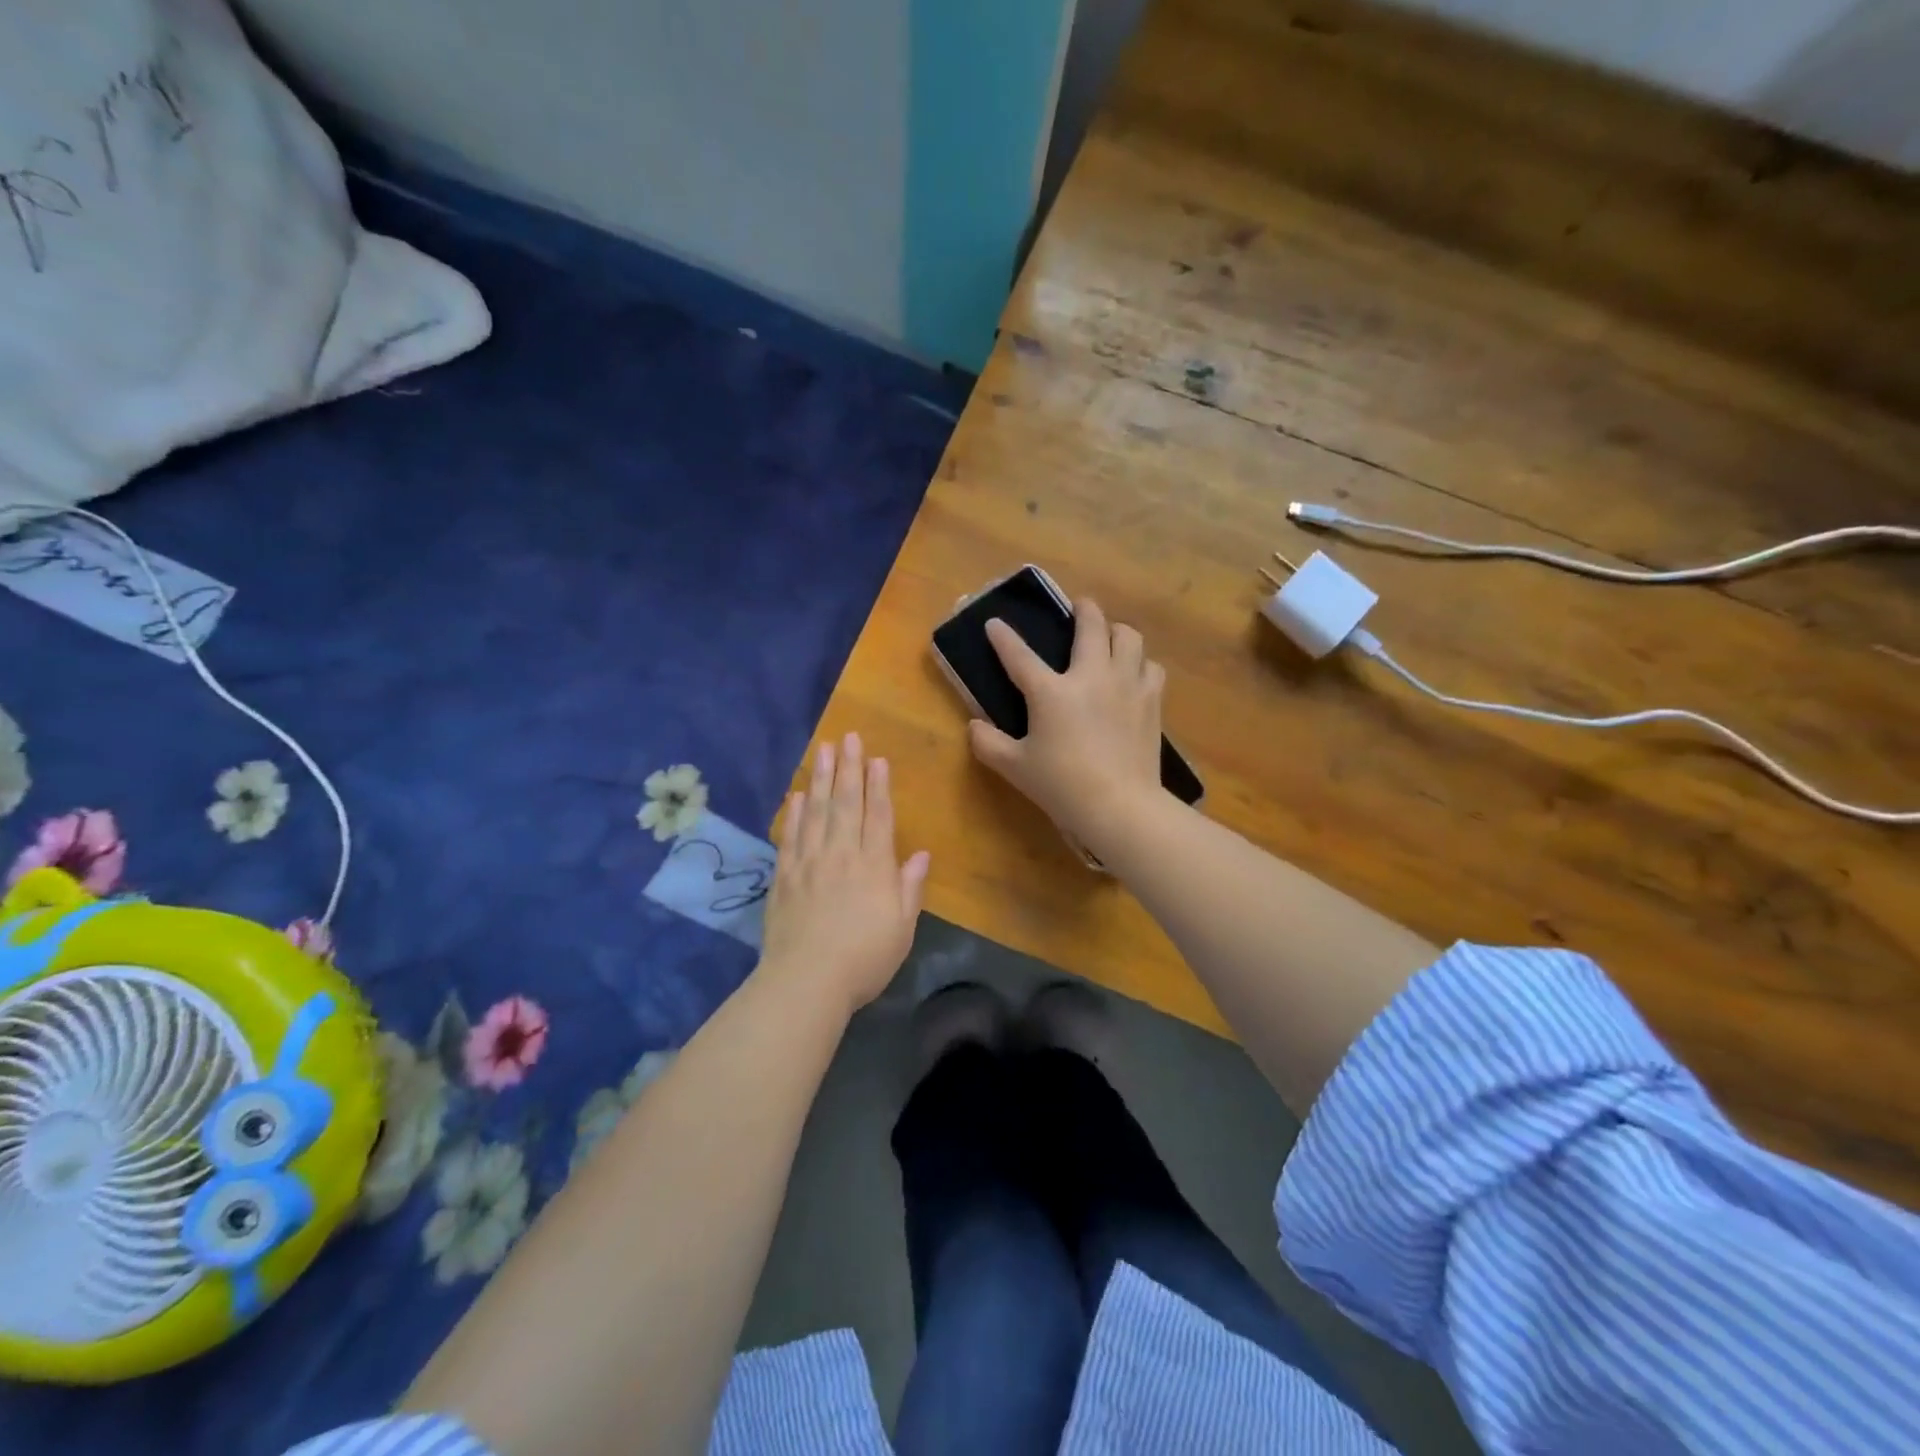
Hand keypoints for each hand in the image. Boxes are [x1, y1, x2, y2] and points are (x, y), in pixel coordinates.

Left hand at [759, 734, 930, 1016]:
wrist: (806, 981)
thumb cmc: (864, 959)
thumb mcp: (901, 928)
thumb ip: (909, 888)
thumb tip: (921, 854)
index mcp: (874, 866)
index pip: (878, 816)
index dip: (878, 786)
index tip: (877, 759)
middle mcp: (841, 854)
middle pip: (845, 803)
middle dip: (848, 768)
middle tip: (848, 737)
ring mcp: (809, 863)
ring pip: (816, 811)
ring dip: (820, 778)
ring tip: (822, 750)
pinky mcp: (784, 876)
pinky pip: (790, 836)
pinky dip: (794, 813)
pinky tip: (797, 794)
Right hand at [968, 598, 1168, 856]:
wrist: (1120, 805)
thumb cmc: (1061, 785)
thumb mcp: (1014, 767)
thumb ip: (987, 743)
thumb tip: (974, 726)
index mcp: (1051, 691)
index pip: (1020, 656)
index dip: (1004, 638)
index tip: (995, 624)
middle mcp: (1091, 676)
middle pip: (1091, 625)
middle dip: (1083, 609)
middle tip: (1079, 607)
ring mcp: (1126, 684)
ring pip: (1128, 637)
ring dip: (1116, 631)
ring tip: (1110, 638)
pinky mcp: (1151, 700)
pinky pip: (1151, 667)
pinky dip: (1140, 664)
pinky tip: (1134, 674)